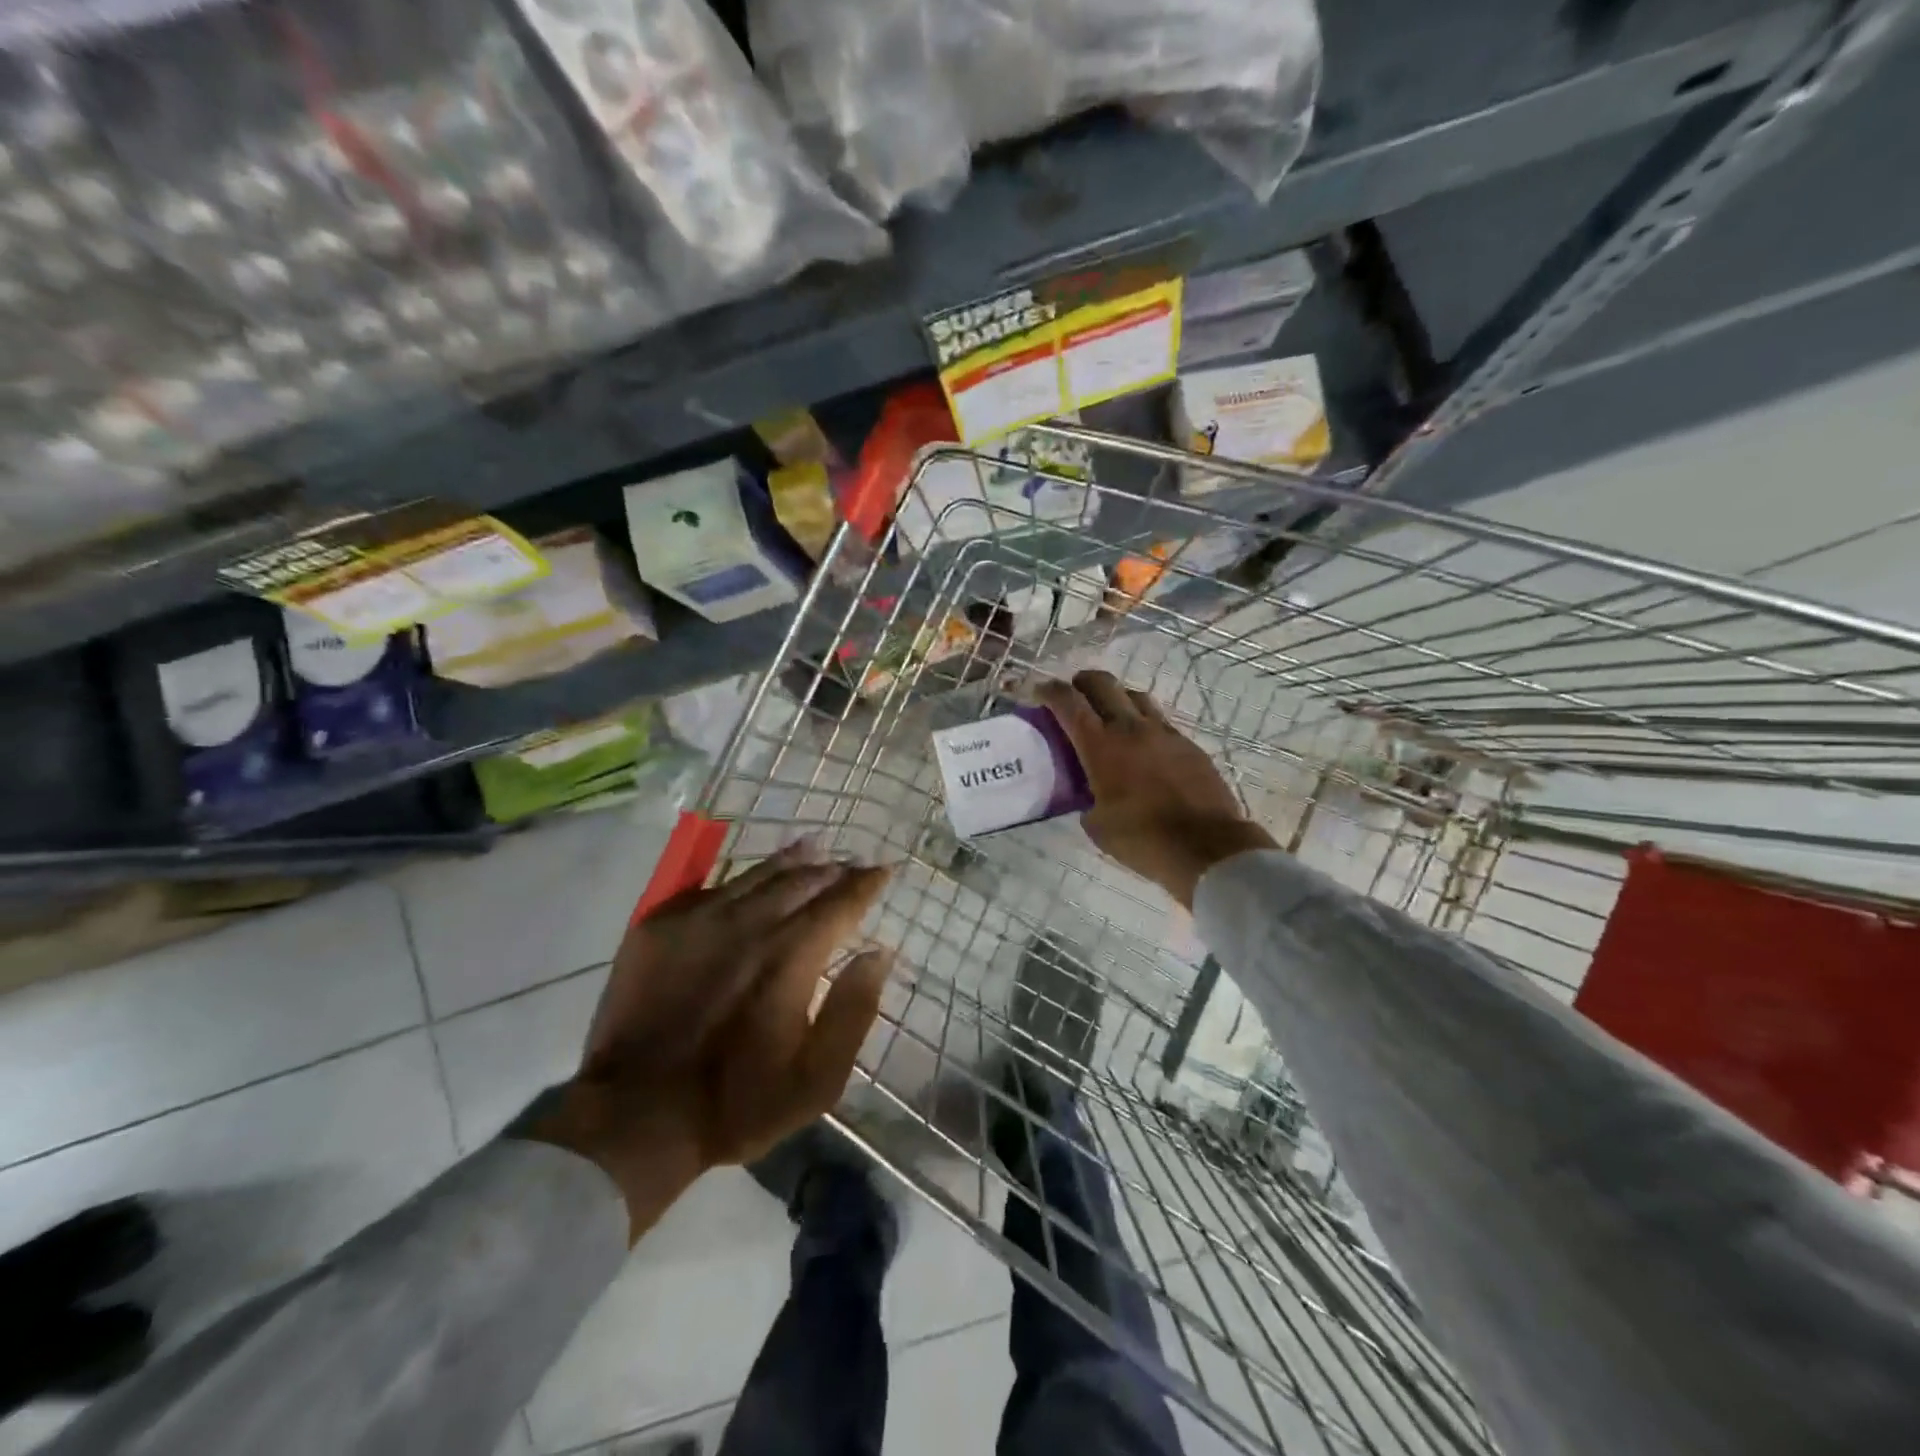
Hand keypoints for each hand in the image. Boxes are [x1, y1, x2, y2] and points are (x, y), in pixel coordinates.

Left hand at [528, 843, 892, 1240]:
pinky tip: (748, 883)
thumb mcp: (817, 1080)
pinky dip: (740, 881)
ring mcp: (699, 919)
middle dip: (832, 870)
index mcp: (791, 956)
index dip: (865, 885)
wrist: (634, 1116)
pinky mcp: (659, 926)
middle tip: (850, 865)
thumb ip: (853, 1010)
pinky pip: (710, 887)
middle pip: (801, 880)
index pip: (840, 903)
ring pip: (756, 874)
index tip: (883, 871)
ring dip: (791, 862)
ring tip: (812, 849)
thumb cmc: (737, 1103)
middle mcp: (749, 923)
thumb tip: (878, 954)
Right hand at [1037, 670, 1275, 907]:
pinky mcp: (1187, 744)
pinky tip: (1141, 745)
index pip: (1068, 702)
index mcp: (1100, 745)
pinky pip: (1159, 720)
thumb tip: (1091, 794)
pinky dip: (1143, 722)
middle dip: (1082, 683)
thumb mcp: (1097, 825)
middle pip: (1102, 683)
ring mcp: (1163, 732)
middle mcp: (1130, 728)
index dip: (1050, 691)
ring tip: (1109, 716)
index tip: (1039, 691)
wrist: (1206, 846)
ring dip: (1115, 698)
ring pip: (1134, 696)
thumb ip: (1087, 799)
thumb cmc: (1142, 839)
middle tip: (1073, 697)